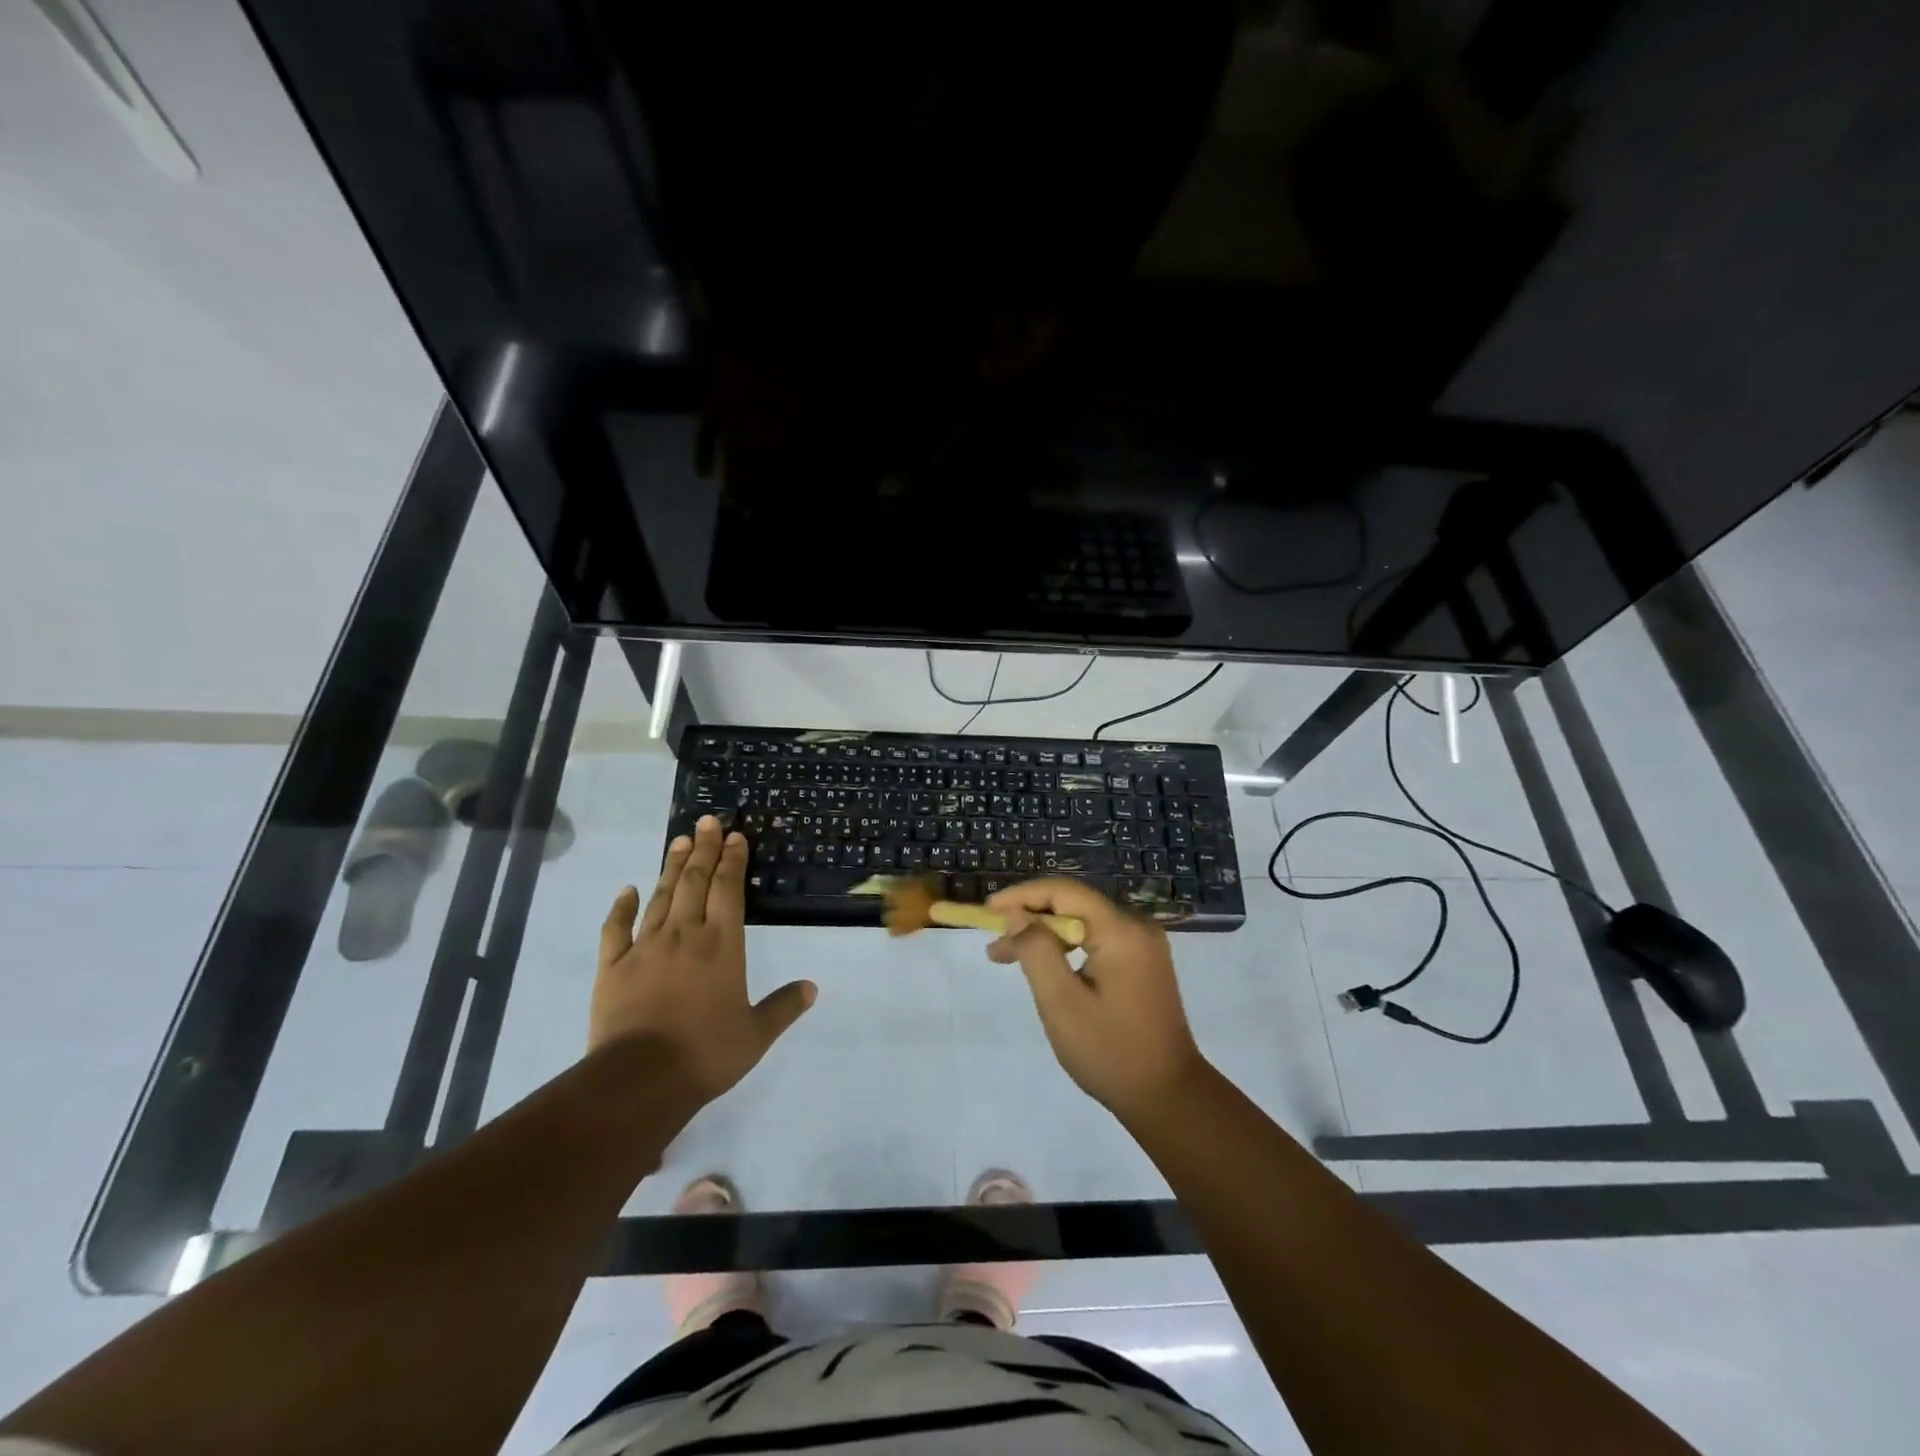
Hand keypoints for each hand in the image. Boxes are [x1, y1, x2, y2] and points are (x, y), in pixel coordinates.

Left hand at [592, 815, 816, 1103]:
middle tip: (707, 821)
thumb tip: (812, 987)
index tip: (735, 836)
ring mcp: (645, 947)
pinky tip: (627, 890)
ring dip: (672, 867)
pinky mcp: (613, 966)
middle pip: (695, 882)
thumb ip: (783, 1007)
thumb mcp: (756, 1034)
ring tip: (679, 841)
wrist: (640, 1079)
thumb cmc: (705, 1053)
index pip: (729, 889)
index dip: (733, 860)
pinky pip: (616, 928)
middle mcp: (685, 934)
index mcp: (722, 945)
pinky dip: (622, 906)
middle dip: (704, 849)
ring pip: (661, 896)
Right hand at [986, 878, 1205, 1120]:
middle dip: (1029, 918)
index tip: (987, 911)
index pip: (1064, 892)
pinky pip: (1097, 940)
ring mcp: (1143, 945)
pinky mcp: (1143, 963)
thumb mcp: (1062, 1002)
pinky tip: (1044, 966)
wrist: (1168, 1097)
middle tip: (994, 944)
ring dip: (1044, 935)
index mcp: (1121, 931)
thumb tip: (1017, 915)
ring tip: (1006, 956)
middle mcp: (1136, 927)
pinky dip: (1066, 947)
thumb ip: (1036, 950)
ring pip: (1083, 923)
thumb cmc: (1110, 1052)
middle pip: (1073, 904)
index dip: (1022, 896)